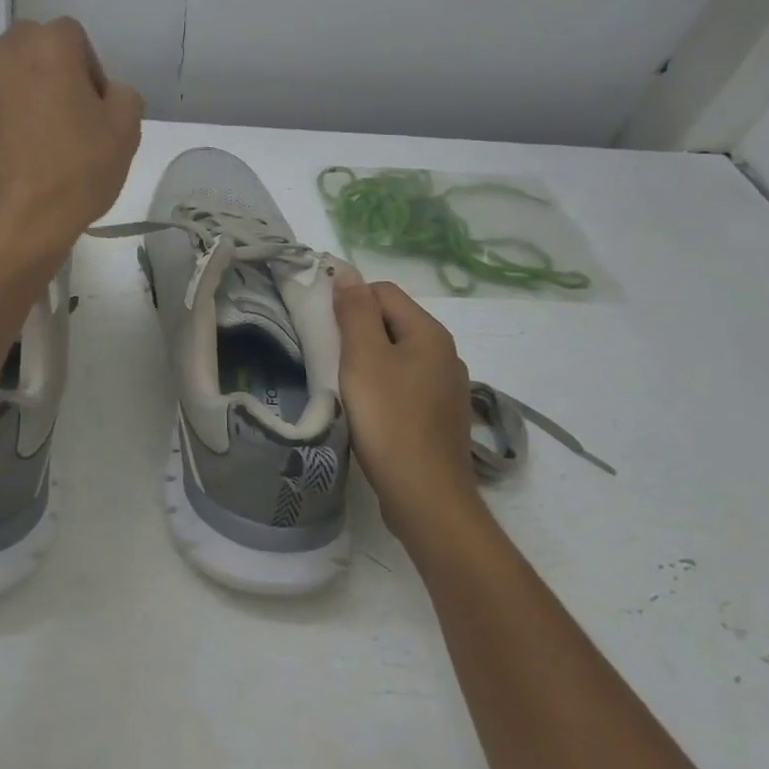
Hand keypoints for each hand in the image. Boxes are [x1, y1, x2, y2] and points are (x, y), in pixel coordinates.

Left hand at [0, 18, 143, 266]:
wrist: (11, 224)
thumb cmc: (75, 174)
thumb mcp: (127, 131)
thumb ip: (122, 94)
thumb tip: (103, 92)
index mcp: (48, 44)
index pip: (74, 38)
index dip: (88, 71)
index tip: (93, 110)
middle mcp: (2, 49)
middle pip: (32, 47)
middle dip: (49, 72)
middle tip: (63, 119)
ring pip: (1, 71)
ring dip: (16, 89)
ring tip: (30, 135)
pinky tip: (1, 145)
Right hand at [333, 272, 480, 540]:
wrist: (426, 496)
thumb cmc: (389, 420)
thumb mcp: (363, 358)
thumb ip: (355, 312)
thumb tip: (347, 272)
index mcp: (429, 333)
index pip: (382, 291)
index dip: (349, 301)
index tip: (323, 327)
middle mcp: (445, 353)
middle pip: (391, 321)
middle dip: (357, 331)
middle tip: (328, 355)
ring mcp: (446, 387)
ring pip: (397, 354)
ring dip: (368, 361)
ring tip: (343, 383)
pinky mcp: (440, 415)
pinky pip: (405, 383)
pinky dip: (383, 386)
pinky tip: (368, 410)